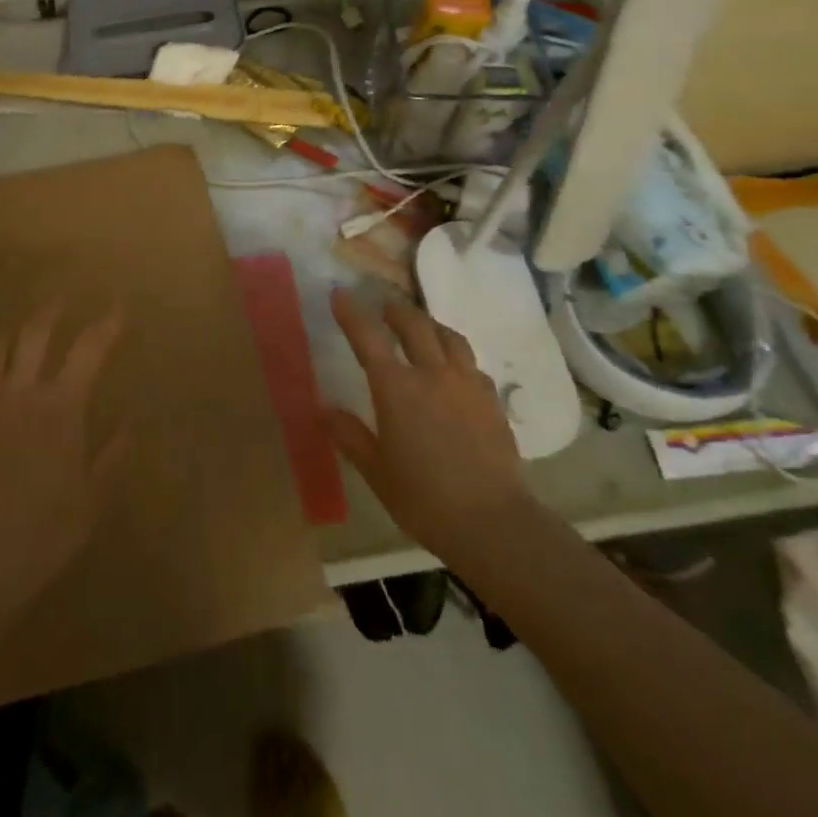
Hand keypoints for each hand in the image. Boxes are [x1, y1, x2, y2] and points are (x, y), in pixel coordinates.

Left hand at [0, 305, 127, 618]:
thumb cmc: (42, 533)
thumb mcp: (91, 500)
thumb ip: (112, 457)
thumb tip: (130, 424)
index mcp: (62, 408)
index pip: (89, 351)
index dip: (107, 325)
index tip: (119, 309)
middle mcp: (23, 391)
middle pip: (37, 335)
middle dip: (53, 312)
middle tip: (62, 299)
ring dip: (15, 328)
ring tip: (23, 320)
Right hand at [325, 288, 533, 566]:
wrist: (492, 522)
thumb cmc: (423, 499)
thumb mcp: (375, 471)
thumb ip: (350, 435)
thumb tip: (325, 410)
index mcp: (396, 389)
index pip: (368, 338)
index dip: (352, 313)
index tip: (340, 293)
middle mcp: (432, 374)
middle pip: (414, 325)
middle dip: (396, 310)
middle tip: (384, 307)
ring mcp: (467, 384)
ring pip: (449, 337)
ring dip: (429, 325)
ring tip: (421, 327)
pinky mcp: (492, 401)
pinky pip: (471, 364)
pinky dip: (456, 355)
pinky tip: (454, 369)